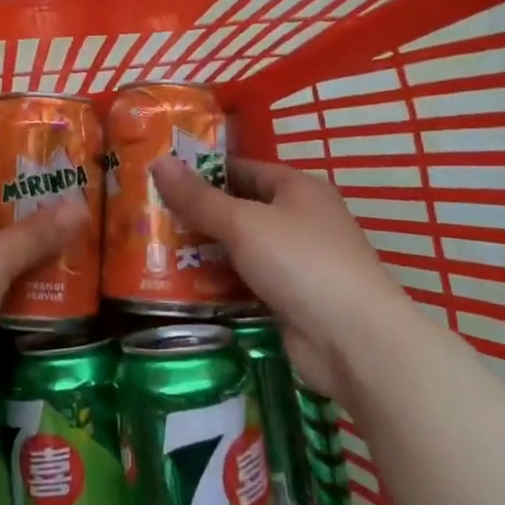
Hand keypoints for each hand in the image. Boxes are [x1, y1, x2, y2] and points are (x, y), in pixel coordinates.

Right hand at [151, 155, 410, 404]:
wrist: (354, 342)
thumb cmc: (300, 262)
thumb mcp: (242, 223)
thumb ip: (198, 197)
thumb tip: (158, 161)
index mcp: (297, 188)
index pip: (241, 168)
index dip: (201, 171)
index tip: (160, 177)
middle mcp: (300, 219)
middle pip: (240, 208)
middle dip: (198, 214)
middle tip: (150, 216)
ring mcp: (298, 261)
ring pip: (241, 248)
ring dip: (206, 250)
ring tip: (156, 249)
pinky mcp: (292, 299)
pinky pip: (248, 281)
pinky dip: (221, 282)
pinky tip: (184, 286)